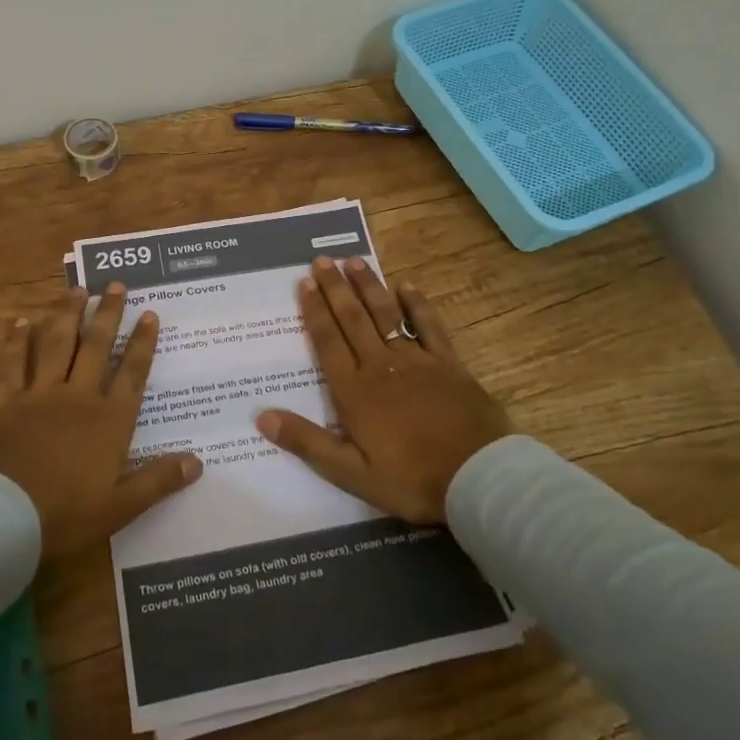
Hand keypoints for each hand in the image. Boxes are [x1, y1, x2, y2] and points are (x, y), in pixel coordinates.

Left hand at [0, 282, 201, 560]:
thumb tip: (198, 462)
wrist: (1, 518)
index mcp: (108, 421)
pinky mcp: (4, 402)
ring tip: (75, 289)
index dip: (142, 343)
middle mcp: (76, 398)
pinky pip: (12, 363)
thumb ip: (158, 481)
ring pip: (55, 344)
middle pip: (95, 347)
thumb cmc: (65, 514)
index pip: (131, 373)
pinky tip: (20, 321)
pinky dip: (17, 341)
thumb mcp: (120, 507)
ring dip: (66, 314)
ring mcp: (38, 395)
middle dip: (107, 314)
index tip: (150, 313)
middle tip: (115, 285)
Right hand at [256, 257, 511, 523]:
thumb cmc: (410, 480)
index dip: (314, 310)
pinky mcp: (448, 364)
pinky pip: (429, 326)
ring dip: (369, 286)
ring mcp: (417, 361)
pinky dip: (417, 305)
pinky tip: (407, 286)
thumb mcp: (350, 473)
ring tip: (354, 261)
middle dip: (336, 288)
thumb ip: (307, 442)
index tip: (304, 283)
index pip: (327, 341)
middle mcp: (380, 366)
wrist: (477, 478)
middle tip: (322, 260)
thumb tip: (262, 416)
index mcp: (354, 391)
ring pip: (386, 314)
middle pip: (353, 319)